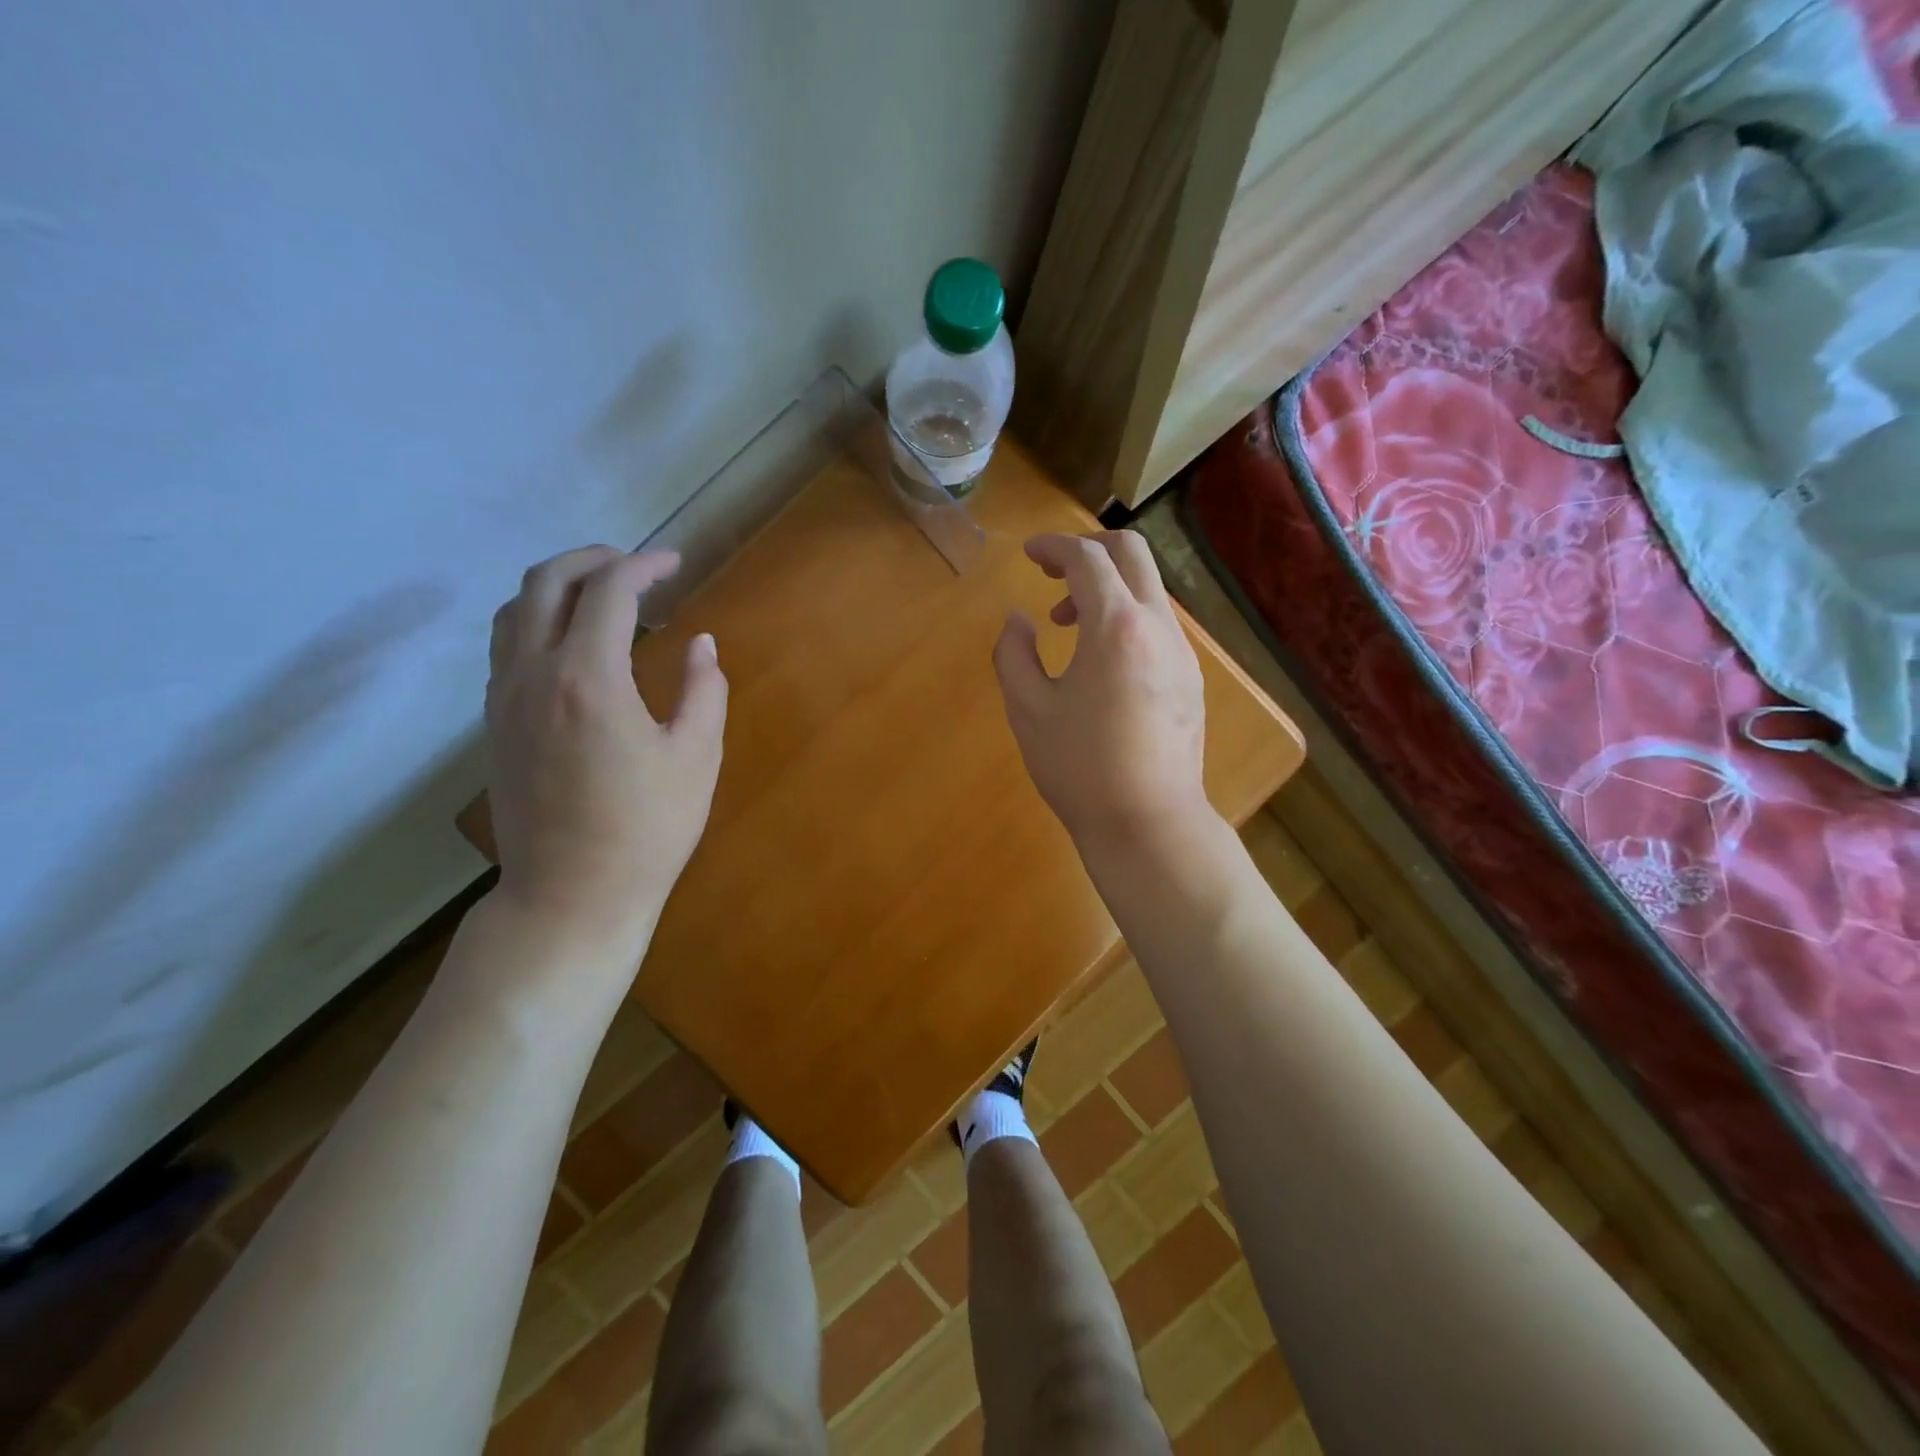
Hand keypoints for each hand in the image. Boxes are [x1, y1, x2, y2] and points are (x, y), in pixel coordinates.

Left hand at [484, 547, 727, 963]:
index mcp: (588, 678)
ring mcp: (504, 699)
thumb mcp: (697, 758)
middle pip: (546, 582)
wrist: (570, 895)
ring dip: (558, 586)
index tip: (676, 564)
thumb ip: (704, 690)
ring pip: (514, 610)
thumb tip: (703, 644)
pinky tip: (573, 644)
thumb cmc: (647, 829)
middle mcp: (534, 675)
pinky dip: (537, 620)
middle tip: (637, 566)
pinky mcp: (495, 723)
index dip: (645, 566)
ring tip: (602, 596)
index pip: (609, 591)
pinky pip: (506, 646)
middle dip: (593, 560)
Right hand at [993, 531, 1210, 853]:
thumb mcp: (1028, 710)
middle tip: (1052, 573)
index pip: (1087, 559)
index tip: (1028, 554)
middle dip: (1088, 550)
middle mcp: (1158, 627)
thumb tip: (1018, 620)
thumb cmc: (1080, 769)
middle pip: (1131, 554)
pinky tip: (1100, 660)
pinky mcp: (1190, 678)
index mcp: (1116, 627)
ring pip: (1147, 590)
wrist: (1148, 823)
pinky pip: (1157, 624)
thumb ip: (1013, 654)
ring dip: (1106, 589)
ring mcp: (1181, 652)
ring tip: (1067, 626)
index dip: (1054, 547)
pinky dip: (1125, 618)